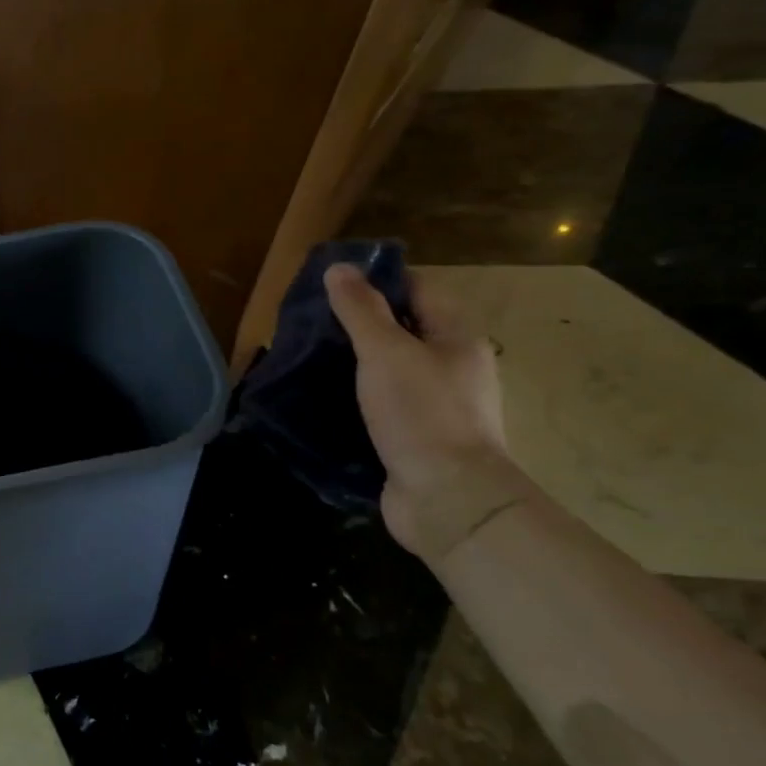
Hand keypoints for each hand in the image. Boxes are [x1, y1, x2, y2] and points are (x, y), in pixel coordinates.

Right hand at [323, 264, 528, 563]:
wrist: (448, 498)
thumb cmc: (422, 414)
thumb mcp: (386, 352)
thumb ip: (361, 310)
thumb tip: (339, 267)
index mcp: (456, 337)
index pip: (418, 289)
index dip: (377, 281)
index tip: (330, 284)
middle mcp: (453, 367)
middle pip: (403, 330)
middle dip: (359, 324)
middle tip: (310, 323)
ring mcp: (436, 405)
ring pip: (390, 371)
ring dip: (354, 365)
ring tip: (308, 360)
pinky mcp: (416, 438)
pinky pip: (383, 406)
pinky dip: (356, 399)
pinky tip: (324, 401)